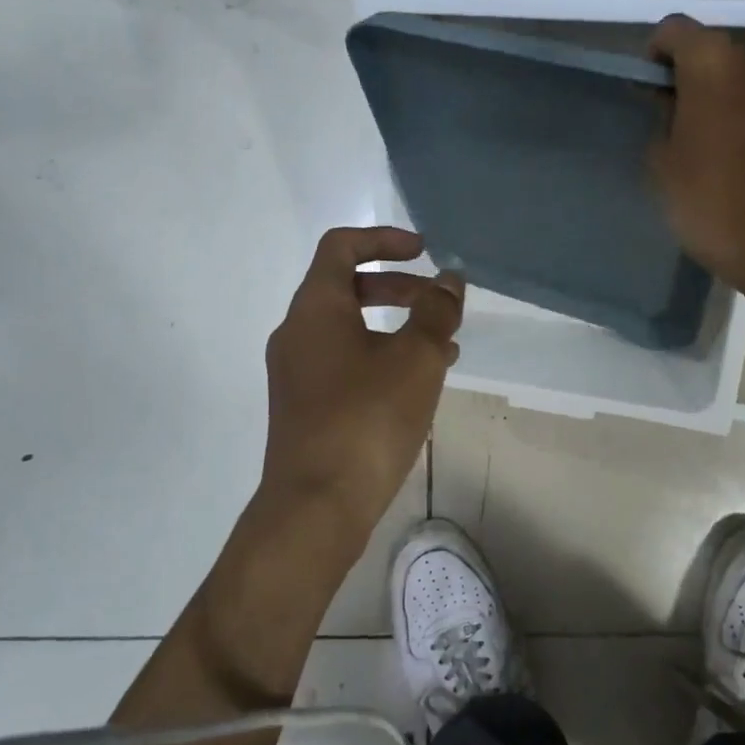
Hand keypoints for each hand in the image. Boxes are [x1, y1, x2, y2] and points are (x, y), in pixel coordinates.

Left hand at [259, 227, 463, 542]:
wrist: (316, 505)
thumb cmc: (367, 418)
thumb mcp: (416, 358)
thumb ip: (436, 311)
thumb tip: (449, 280)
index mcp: (315, 307)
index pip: (341, 246)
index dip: (384, 239)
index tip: (425, 252)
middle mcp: (296, 332)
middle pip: (347, 288)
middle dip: (399, 288)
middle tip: (439, 304)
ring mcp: (296, 372)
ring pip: (349, 330)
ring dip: (395, 328)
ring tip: (444, 351)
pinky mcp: (303, 406)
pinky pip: (344, 364)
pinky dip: (380, 359)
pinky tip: (417, 387)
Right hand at [647, 15, 744, 286]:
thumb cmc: (707, 200)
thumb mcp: (662, 162)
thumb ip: (663, 118)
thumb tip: (671, 103)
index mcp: (716, 62)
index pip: (675, 29)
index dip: (656, 53)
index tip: (649, 85)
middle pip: (722, 49)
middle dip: (701, 72)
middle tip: (686, 112)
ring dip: (738, 92)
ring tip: (725, 134)